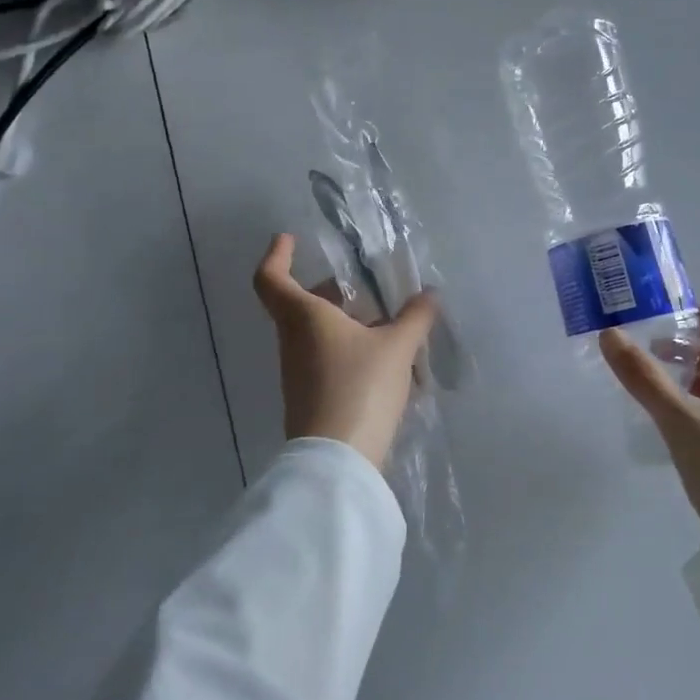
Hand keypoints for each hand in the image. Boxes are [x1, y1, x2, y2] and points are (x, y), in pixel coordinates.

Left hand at [253, 233, 438, 470]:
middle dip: (332, 292)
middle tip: (365, 290)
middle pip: (301, 305)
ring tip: (389, 328)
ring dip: (346, 324)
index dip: (277, 254)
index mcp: (304, 317)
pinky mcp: (309, 398)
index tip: (290, 239)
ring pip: (316, 334)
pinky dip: (350, 351)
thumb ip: (414, 318)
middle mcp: (293, 341)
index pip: (271, 278)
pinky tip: (385, 364)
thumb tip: (428, 295)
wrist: (337, 461)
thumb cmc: (360, 387)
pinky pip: (326, 360)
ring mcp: (298, 373)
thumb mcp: (397, 348)